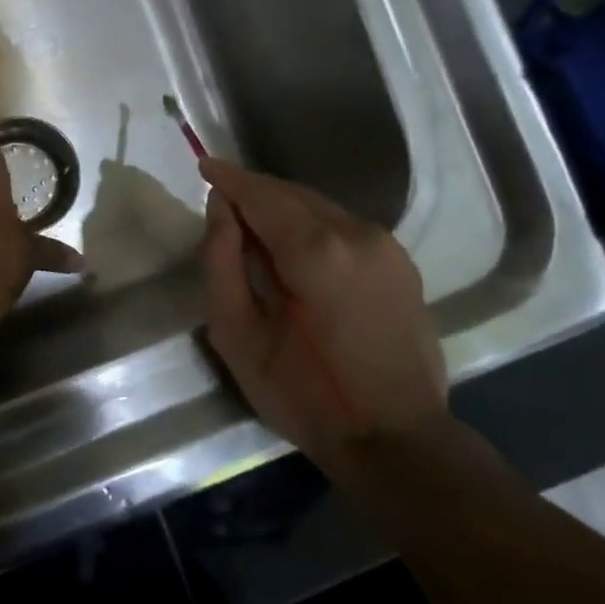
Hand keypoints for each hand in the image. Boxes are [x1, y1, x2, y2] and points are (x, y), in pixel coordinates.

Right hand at [199, 158, 445, 463]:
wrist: (396, 439)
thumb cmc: (305, 396)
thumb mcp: (238, 337)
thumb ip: (221, 263)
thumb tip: (220, 209)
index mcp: (315, 250)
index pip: (262, 194)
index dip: (229, 178)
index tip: (203, 164)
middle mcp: (357, 233)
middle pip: (293, 194)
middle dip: (254, 192)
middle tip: (220, 202)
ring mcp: (386, 246)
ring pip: (320, 207)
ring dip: (282, 208)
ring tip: (252, 229)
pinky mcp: (400, 263)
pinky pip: (343, 226)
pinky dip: (310, 225)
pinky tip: (294, 251)